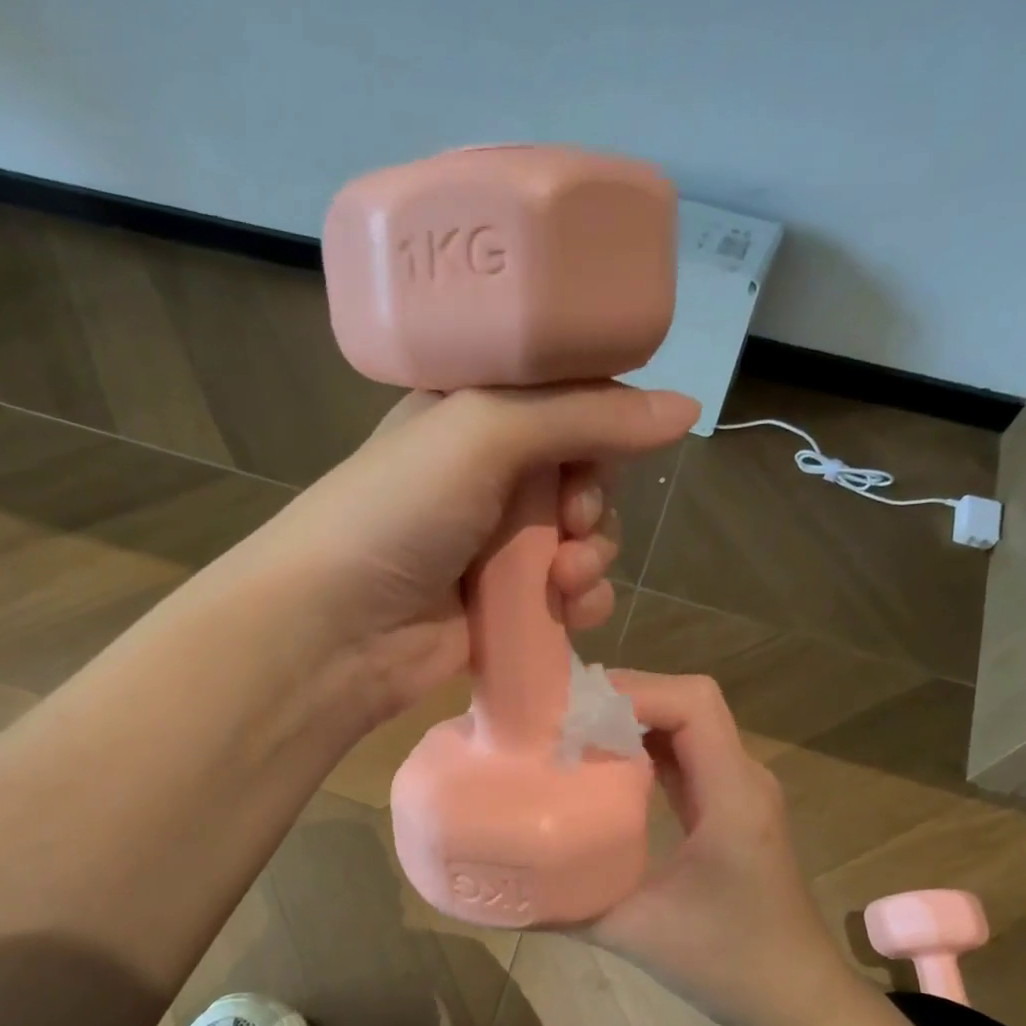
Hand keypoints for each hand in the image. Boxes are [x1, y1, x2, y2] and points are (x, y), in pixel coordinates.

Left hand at [242, 385, 697, 721]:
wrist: (337, 627)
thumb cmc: (400, 510)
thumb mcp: (486, 433)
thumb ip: (586, 418)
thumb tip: (688, 408)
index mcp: (473, 412)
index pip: (565, 398)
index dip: (600, 421)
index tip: (605, 445)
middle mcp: (487, 474)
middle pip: (584, 472)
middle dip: (593, 498)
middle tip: (570, 516)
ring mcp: (496, 545)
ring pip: (584, 538)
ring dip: (593, 554)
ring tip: (564, 576)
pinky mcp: (505, 606)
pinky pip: (570, 594)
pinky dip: (583, 599)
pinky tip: (570, 608)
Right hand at [587, 671, 863, 1025]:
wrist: (795, 998)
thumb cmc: (727, 965)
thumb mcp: (636, 933)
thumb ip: (565, 906)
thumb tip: (502, 883)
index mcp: (732, 795)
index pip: (692, 703)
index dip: (634, 691)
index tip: (572, 709)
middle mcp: (741, 778)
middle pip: (687, 702)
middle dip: (622, 698)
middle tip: (556, 715)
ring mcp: (738, 790)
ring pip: (685, 723)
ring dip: (631, 719)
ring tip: (569, 731)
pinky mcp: (727, 806)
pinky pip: (684, 753)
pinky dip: (642, 746)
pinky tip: (601, 764)